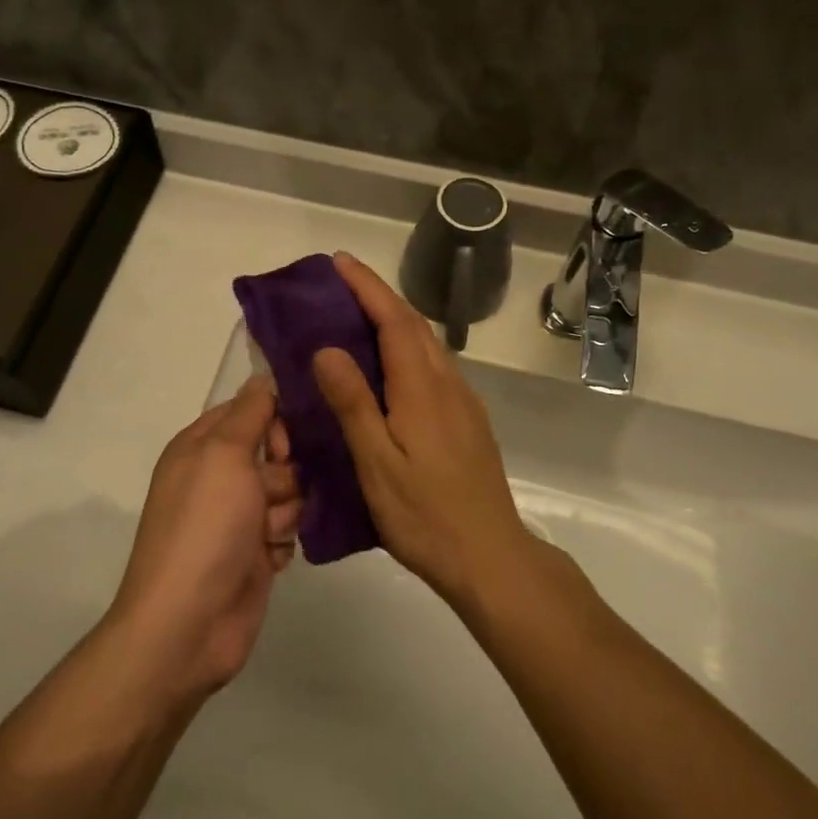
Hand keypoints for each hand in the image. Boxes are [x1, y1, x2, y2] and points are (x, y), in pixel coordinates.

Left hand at [107, 378, 300, 699]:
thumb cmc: (204, 527)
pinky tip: (269, 558)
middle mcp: (219, 477)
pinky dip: (283, 542)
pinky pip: (288, 529)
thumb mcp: (223, 454)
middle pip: (278, 451)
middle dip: (285, 472)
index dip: (275, 420)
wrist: (188, 623)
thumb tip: (262, 377)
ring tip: (266, 534)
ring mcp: (237, 517)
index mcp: (201, 445)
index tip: (286, 442)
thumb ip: (249, 412)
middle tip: (270, 493)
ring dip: (285, 512)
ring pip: (290, 492)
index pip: (251, 409)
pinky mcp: (254, 552)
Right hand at [312, 254, 534, 608]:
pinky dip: (406, 349)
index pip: (394, 320)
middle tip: (340, 285)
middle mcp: (447, 384)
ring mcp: (463, 402)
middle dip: (378, 296)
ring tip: (357, 318)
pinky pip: (433, 367)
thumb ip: (353, 403)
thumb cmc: (425, 514)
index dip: (367, 287)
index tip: (339, 262)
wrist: (490, 556)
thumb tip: (327, 348)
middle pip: (414, 325)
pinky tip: (389, 369)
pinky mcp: (468, 421)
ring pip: (426, 345)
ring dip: (394, 321)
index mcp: (422, 388)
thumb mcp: (376, 463)